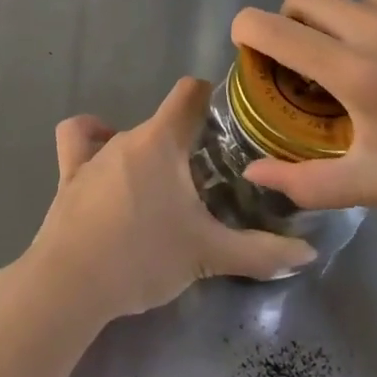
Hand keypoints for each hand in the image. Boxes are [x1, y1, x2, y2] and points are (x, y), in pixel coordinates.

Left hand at [24, 78, 317, 320]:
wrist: (71, 283)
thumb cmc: (143, 255)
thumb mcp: (209, 255)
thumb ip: (260, 253)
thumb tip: (308, 252)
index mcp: (161, 141)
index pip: (190, 93)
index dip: (212, 97)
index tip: (232, 120)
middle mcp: (126, 136)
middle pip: (163, 122)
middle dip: (188, 141)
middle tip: (213, 174)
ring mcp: (92, 154)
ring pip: (125, 133)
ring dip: (146, 150)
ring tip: (164, 182)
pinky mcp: (68, 175)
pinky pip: (79, 141)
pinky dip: (92, 140)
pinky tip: (106, 162)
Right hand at [230, 0, 376, 209]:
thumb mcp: (375, 184)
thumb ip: (306, 183)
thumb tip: (252, 172)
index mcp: (353, 71)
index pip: (272, 29)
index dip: (246, 31)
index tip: (250, 49)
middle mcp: (372, 24)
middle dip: (291, 20)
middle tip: (310, 56)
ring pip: (345, 1)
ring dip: (343, 27)